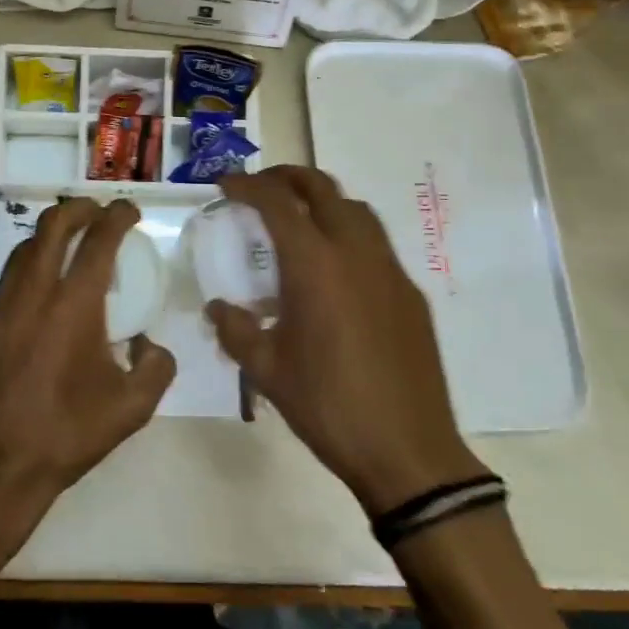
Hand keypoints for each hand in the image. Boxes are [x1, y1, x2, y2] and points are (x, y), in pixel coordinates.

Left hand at [0, 197, 176, 521]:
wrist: (0, 468)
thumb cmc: (70, 433)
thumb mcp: (134, 407)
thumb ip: (157, 365)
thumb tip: (148, 343)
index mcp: (74, 306)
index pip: (98, 240)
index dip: (118, 216)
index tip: (129, 211)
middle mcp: (34, 294)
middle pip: (52, 226)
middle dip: (79, 208)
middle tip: (97, 212)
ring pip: (23, 249)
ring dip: (49, 236)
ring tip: (68, 245)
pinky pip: (5, 281)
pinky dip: (28, 270)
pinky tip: (39, 293)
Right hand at [207, 166, 485, 514]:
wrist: (408, 451)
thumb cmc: (328, 406)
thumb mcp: (267, 370)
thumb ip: (235, 330)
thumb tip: (218, 308)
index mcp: (315, 265)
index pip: (277, 202)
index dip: (247, 186)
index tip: (226, 185)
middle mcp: (355, 252)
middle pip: (321, 187)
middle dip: (286, 177)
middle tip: (260, 187)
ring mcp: (389, 269)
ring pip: (355, 209)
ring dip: (322, 201)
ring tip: (298, 222)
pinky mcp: (410, 293)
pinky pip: (376, 244)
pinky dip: (348, 235)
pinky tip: (336, 273)